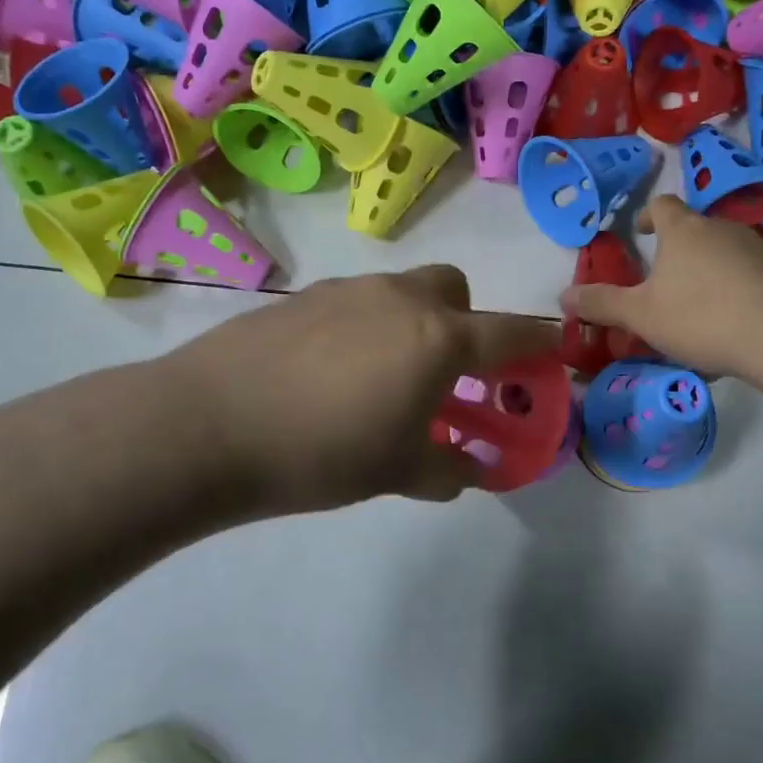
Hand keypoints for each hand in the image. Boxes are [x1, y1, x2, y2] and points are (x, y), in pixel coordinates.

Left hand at [167, 266, 560, 515]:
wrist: (209, 424)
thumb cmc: (321, 453)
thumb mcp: (396, 473)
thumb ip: (447, 467)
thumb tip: (470, 469)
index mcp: (437, 339)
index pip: (510, 333)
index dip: (539, 343)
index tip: (553, 351)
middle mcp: (399, 300)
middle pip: (454, 289)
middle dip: (465, 321)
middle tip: (444, 372)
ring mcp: (348, 291)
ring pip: (401, 292)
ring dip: (412, 325)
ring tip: (378, 380)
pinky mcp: (304, 296)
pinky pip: (356, 303)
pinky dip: (365, 328)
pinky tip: (328, 373)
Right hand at [561, 196, 762, 379]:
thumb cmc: (701, 316)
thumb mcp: (641, 315)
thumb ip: (602, 304)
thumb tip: (563, 297)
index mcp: (683, 230)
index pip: (663, 205)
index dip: (649, 215)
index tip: (641, 231)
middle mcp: (721, 228)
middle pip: (695, 230)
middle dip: (678, 251)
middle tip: (664, 282)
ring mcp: (758, 248)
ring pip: (724, 254)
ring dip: (708, 273)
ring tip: (698, 310)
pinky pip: (750, 277)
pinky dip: (737, 292)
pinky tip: (732, 328)